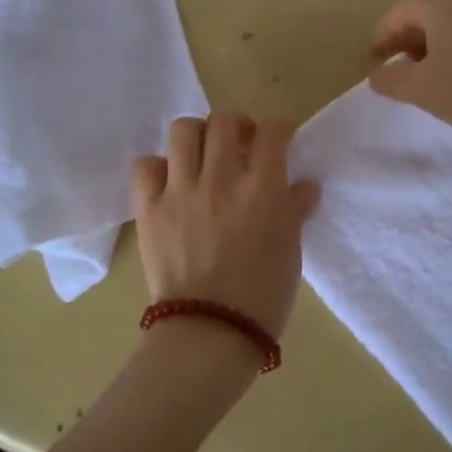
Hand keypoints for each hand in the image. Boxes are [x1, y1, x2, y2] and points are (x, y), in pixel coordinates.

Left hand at [132, 113, 320, 337]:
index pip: (273, 132)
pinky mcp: (150, 208)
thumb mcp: (290, 252)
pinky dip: (157, 167)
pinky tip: (169, 183)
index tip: (278, 140)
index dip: (278, 130)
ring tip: (202, 157)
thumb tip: (305, 186)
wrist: (211, 331)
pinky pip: (145, 166)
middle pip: (225, 120)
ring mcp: (181, 190)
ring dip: (197, 137)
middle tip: (239, 145)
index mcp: (263, 188)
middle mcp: (221, 178)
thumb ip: (295, 212)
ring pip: (184, 131)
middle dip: (237, 125)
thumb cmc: (263, 296)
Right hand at [368, 0, 451, 152]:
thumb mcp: (423, 90)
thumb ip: (392, 80)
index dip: (383, 32)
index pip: (401, 8)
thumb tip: (377, 74)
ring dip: (434, 47)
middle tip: (398, 67)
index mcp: (440, 6)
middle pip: (427, 12)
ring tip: (428, 79)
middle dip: (407, 39)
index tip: (374, 58)